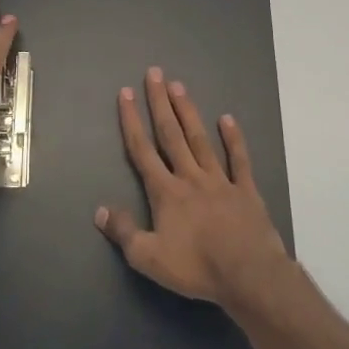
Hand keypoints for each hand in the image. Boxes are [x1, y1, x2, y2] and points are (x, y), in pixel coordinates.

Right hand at [96, 67, 288, 304]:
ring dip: (189, 112)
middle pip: (172, 134)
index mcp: (166, 192)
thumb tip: (100, 211)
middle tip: (155, 74)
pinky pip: (239, 160)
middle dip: (160, 103)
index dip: (132, 121)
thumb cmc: (196, 267)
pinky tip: (228, 119)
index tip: (126, 93)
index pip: (143, 150)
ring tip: (179, 86)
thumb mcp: (148, 258)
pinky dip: (233, 138)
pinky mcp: (246, 190)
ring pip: (200, 139)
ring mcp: (220, 180)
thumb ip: (123, 232)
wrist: (248, 274)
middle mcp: (191, 177)